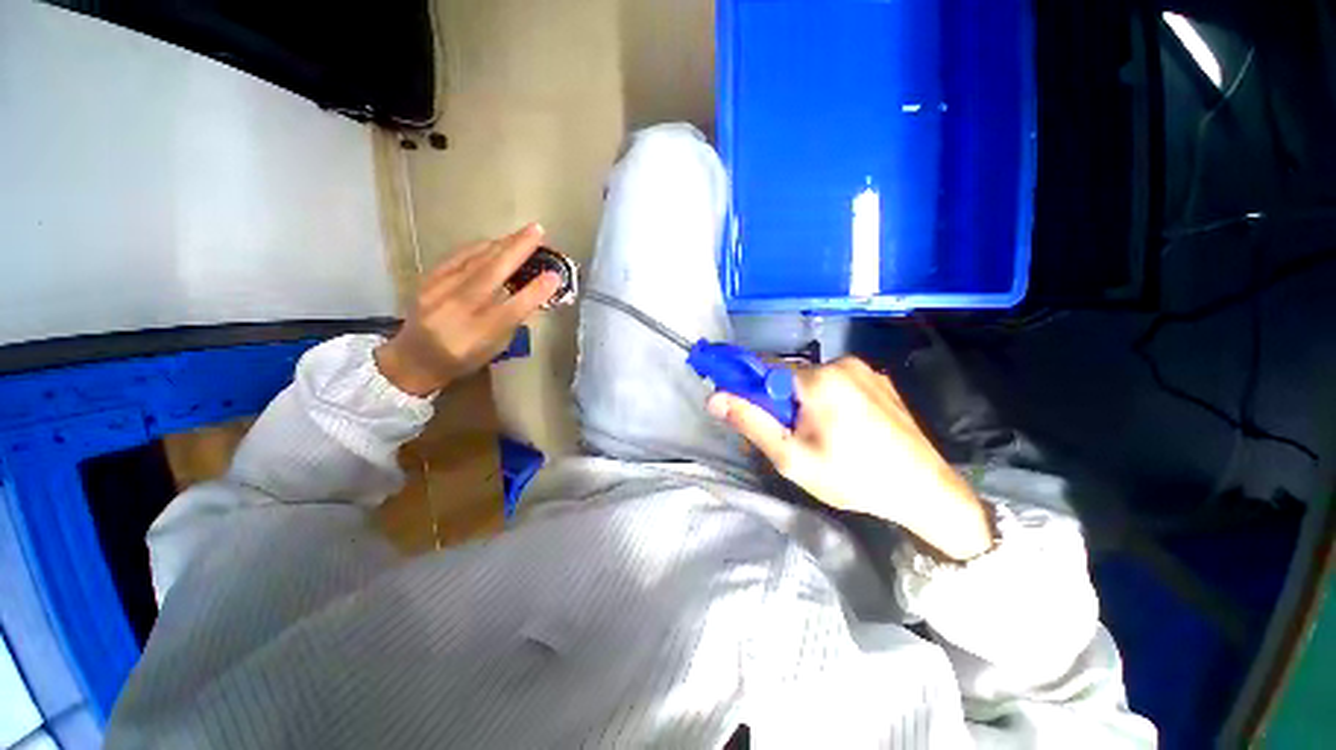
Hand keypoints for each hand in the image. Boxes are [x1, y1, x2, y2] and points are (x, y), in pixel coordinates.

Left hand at [375, 223, 559, 395]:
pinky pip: (457, 257)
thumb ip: (511, 320)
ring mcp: (437, 293)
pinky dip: (480, 247)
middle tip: (538, 231)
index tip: (554, 276)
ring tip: (523, 233)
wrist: (414, 358)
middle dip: (516, 251)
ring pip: (474, 261)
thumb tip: (532, 291)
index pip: (509, 311)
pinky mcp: (427, 280)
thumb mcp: (494, 348)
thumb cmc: (463, 357)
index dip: (533, 293)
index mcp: (476, 336)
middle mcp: (455, 312)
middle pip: (489, 276)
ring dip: (501, 244)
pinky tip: (495, 241)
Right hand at [708, 357, 992, 560]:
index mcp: (819, 379)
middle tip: (784, 436)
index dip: (747, 383)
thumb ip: (751, 423)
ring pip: (812, 380)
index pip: (764, 366)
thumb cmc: (853, 477)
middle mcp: (842, 364)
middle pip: (789, 375)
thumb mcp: (792, 457)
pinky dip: (825, 400)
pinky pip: (837, 384)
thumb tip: (714, 397)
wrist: (927, 492)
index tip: (742, 406)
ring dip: (801, 402)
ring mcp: (865, 370)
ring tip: (815, 438)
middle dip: (777, 401)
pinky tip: (840, 430)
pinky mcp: (879, 381)